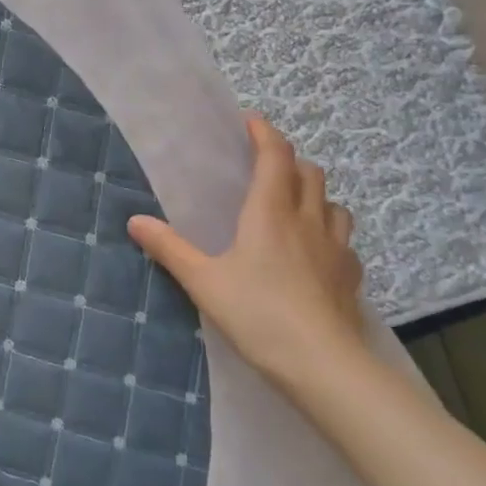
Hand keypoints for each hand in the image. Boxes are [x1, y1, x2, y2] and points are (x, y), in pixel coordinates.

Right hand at [127, 113, 369, 395]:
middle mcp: (307, 219)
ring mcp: (336, 248)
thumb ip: (170, 248)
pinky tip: (317, 253)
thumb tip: (135, 220)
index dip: (264, 133)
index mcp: (270, 212)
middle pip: (309, 173)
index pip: (275, 156)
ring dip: (314, 194)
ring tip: (294, 205)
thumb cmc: (258, 314)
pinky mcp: (350, 276)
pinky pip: (344, 240)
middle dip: (289, 161)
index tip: (251, 121)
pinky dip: (329, 232)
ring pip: (333, 203)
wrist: (323, 364)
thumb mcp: (204, 281)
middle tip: (266, 167)